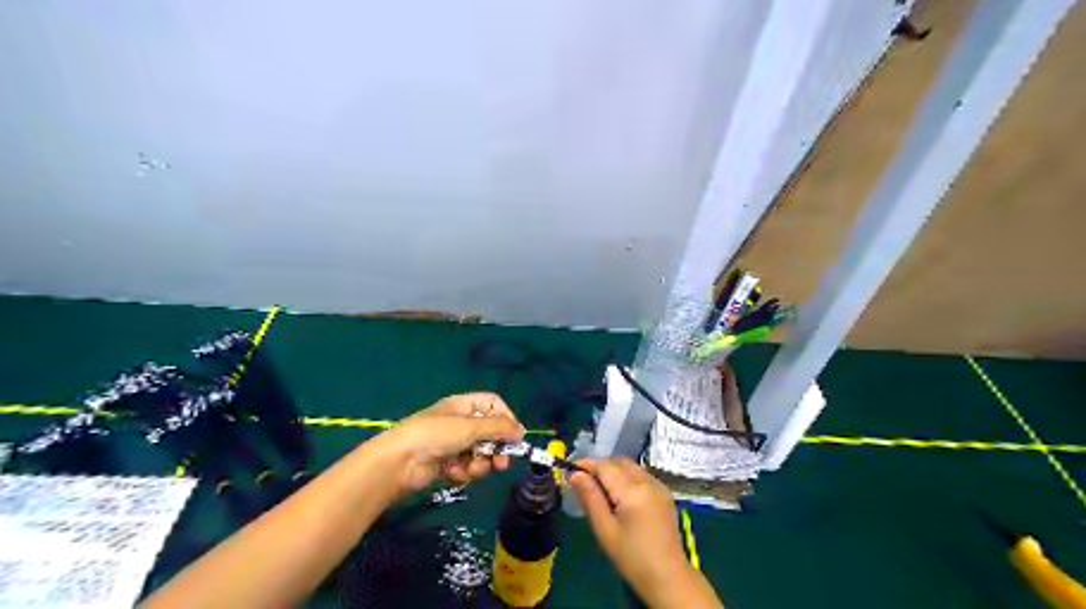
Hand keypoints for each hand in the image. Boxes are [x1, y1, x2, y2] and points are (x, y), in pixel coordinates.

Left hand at [368, 394, 525, 497]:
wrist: (399, 462)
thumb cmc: (435, 435)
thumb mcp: (470, 427)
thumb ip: (498, 428)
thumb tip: (522, 431)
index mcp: (464, 405)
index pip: (494, 405)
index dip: (506, 418)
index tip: (514, 437)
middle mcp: (460, 422)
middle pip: (490, 432)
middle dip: (496, 448)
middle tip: (501, 464)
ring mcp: (453, 443)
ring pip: (480, 453)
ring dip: (480, 463)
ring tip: (472, 469)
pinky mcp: (446, 463)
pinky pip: (467, 466)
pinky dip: (465, 471)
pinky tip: (455, 473)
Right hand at [569, 459, 718, 605]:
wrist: (668, 577)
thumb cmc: (631, 557)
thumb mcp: (605, 529)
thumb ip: (590, 497)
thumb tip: (575, 475)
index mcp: (632, 491)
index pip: (605, 466)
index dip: (586, 464)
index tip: (570, 469)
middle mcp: (648, 482)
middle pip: (619, 462)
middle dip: (600, 466)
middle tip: (584, 481)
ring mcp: (659, 486)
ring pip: (631, 467)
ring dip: (614, 471)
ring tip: (600, 489)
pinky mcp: (665, 494)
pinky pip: (642, 475)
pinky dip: (627, 477)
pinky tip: (620, 496)